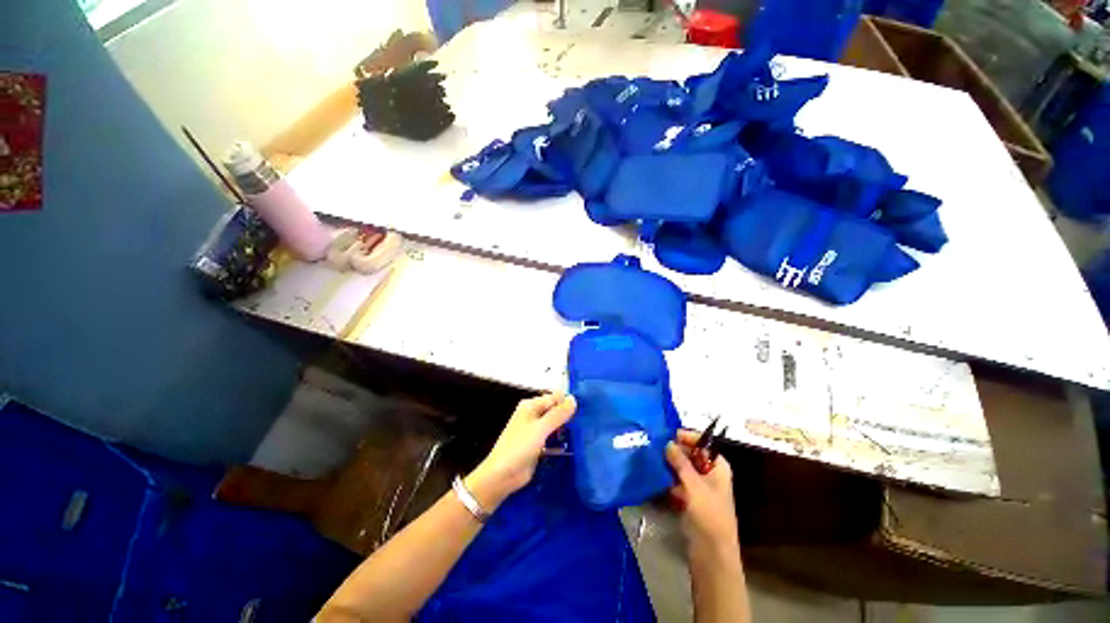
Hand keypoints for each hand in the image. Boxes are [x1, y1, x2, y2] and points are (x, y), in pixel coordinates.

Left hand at [465, 393, 576, 510]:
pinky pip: (554, 438)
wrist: (502, 476)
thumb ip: (558, 414)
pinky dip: (562, 440)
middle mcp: (534, 415)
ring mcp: (536, 431)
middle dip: (569, 416)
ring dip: (566, 428)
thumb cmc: (519, 447)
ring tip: (586, 432)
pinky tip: (575, 444)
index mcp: (531, 406)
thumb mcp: (540, 428)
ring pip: (556, 425)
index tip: (586, 409)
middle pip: (555, 410)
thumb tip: (574, 398)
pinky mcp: (539, 445)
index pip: (554, 398)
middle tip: (588, 422)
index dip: (568, 402)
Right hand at [667, 430, 739, 560]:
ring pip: (682, 468)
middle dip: (674, 450)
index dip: (687, 437)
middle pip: (691, 454)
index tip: (668, 434)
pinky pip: (677, 481)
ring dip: (669, 463)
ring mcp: (699, 486)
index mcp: (718, 466)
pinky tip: (654, 474)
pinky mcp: (689, 498)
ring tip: (651, 456)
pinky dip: (668, 477)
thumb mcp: (694, 485)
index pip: (703, 443)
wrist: (711, 553)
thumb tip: (668, 443)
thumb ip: (681, 463)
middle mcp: (709, 473)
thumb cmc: (709, 515)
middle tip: (655, 444)